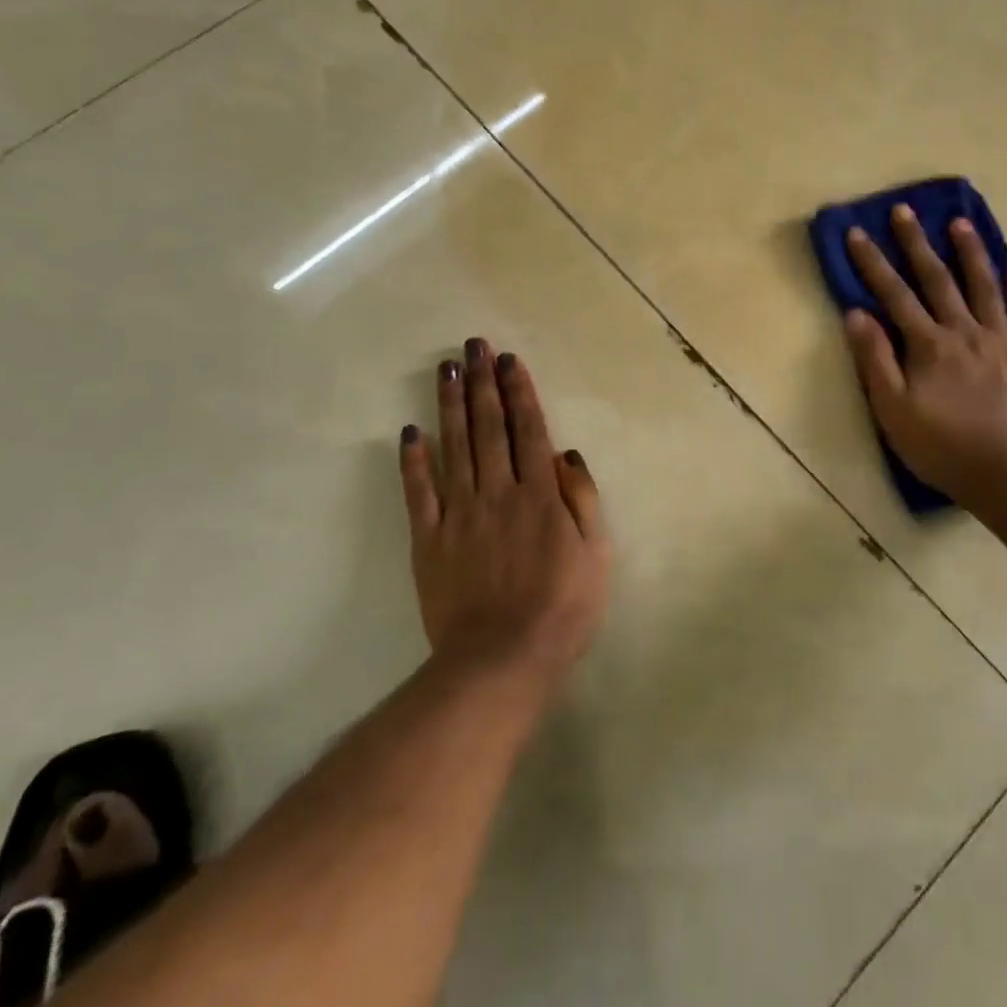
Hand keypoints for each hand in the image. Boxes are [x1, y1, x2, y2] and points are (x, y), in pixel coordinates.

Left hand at [399, 339, 610, 693]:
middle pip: (489, 428)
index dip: (518, 392)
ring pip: (454, 447)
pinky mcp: (429, 540)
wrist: (502, 660)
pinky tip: (411, 432)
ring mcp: (460, 514)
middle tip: (473, 346)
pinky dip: (414, 461)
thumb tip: (565, 453)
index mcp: (540, 494)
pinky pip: (419, 493)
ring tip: (446, 369)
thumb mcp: (596, 553)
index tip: (508, 360)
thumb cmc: (562, 608)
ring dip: (450, 405)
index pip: (528, 430)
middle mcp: (498, 491)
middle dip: (482, 383)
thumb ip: (582, 498)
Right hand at [843, 206, 1006, 497]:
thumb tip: (856, 314)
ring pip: (985, 287)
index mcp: (929, 345)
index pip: (894, 294)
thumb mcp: (893, 410)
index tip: (857, 232)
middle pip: (938, 279)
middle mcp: (965, 331)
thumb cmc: (942, 447)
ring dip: (970, 254)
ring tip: (961, 224)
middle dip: (917, 243)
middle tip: (906, 211)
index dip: (873, 263)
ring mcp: (1004, 341)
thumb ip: (875, 360)